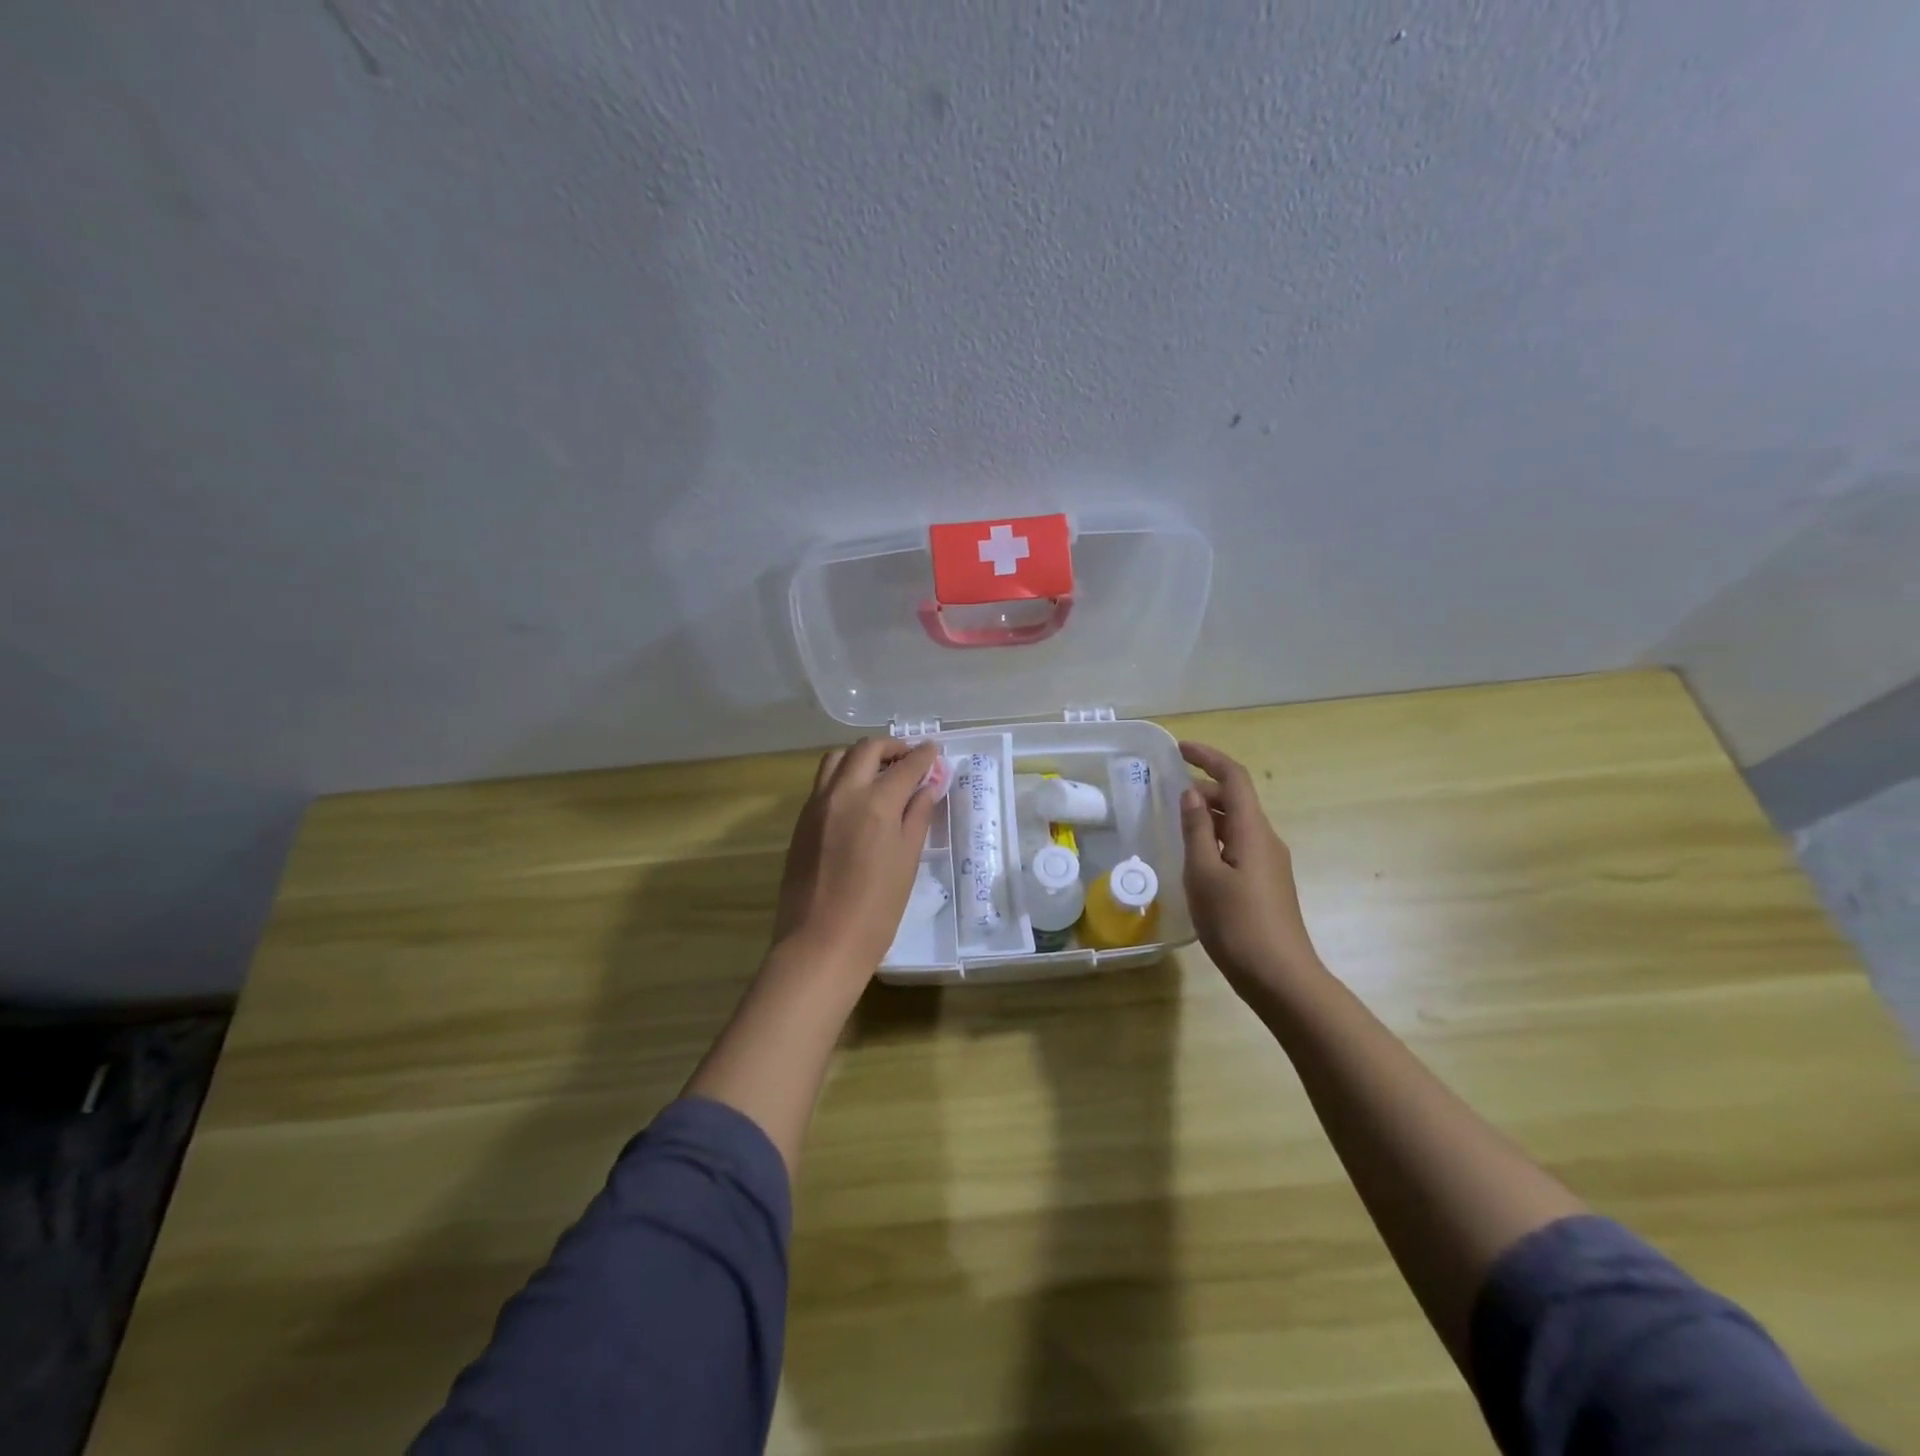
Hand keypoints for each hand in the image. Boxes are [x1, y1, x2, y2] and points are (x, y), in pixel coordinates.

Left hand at [772, 738, 945, 976]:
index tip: (935, 751)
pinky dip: (843, 775)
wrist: (821, 942)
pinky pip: (822, 782)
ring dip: (862, 756)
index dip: (924, 755)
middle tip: (909, 759)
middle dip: (892, 747)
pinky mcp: (801, 820)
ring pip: (837, 759)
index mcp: (876, 803)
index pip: (906, 765)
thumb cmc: (876, 909)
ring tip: (880, 773)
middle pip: (867, 749)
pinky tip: (857, 797)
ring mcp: (816, 804)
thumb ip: (917, 816)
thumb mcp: (907, 860)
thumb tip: (928, 786)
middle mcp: (843, 793)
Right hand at [1179, 740, 1323, 994]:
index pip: (1234, 778)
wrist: (1280, 977)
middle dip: (1204, 786)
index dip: (1209, 757)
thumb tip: (1191, 794)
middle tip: (1167, 790)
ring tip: (1175, 821)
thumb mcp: (1204, 874)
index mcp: (1252, 831)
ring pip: (1237, 824)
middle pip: (1236, 799)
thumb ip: (1196, 830)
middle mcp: (1266, 839)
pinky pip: (1239, 845)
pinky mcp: (1266, 883)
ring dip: (1208, 814)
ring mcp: (1270, 863)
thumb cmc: (1236, 923)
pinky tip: (1194, 857)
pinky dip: (1215, 838)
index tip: (1180, 749)